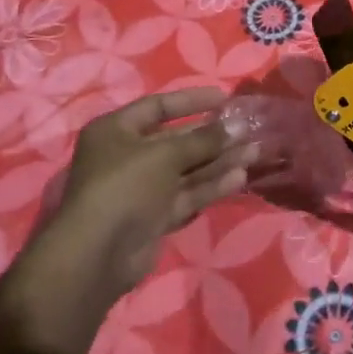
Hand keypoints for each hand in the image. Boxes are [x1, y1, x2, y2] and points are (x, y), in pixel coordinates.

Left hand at [2, 88, 257, 353]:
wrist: (98, 255)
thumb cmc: (125, 186)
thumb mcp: (165, 154)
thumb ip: (203, 139)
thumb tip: (237, 127)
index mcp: (116, 131)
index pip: (158, 107)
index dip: (192, 101)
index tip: (225, 99)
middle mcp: (127, 156)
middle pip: (177, 140)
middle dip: (213, 135)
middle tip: (248, 128)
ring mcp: (141, 189)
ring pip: (186, 169)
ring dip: (219, 160)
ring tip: (254, 151)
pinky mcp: (154, 217)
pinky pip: (186, 194)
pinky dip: (210, 186)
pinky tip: (240, 178)